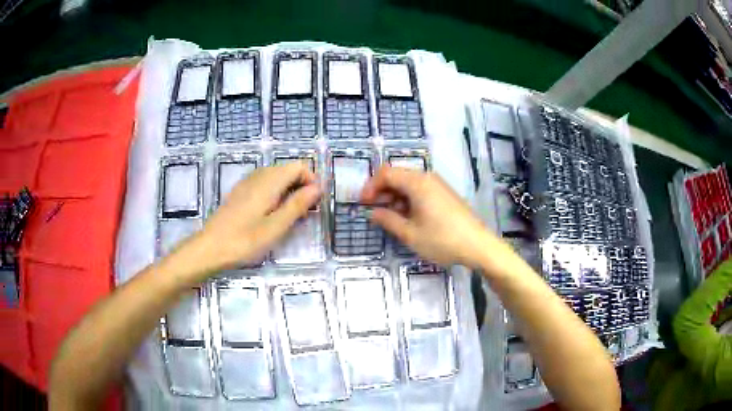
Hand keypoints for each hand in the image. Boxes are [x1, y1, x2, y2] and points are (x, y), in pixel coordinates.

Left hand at [171, 161, 320, 279]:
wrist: (210, 248)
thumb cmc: (244, 240)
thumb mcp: (275, 227)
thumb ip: (297, 205)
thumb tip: (317, 188)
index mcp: (269, 182)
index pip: (298, 166)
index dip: (311, 180)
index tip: (315, 203)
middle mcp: (258, 176)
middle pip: (287, 170)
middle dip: (301, 186)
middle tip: (304, 213)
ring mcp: (246, 183)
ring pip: (275, 177)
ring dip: (288, 190)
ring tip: (290, 216)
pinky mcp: (240, 193)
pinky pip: (264, 184)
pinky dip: (275, 194)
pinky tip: (271, 214)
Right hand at [361, 167, 497, 267]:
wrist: (478, 245)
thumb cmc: (442, 239)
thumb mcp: (410, 234)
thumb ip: (388, 220)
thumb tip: (373, 212)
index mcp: (417, 182)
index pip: (386, 173)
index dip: (370, 186)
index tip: (363, 204)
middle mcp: (427, 178)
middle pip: (397, 176)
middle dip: (381, 191)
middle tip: (374, 212)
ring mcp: (438, 185)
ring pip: (408, 183)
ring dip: (394, 197)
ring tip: (390, 218)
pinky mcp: (444, 194)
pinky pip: (420, 190)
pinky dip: (408, 200)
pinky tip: (408, 218)